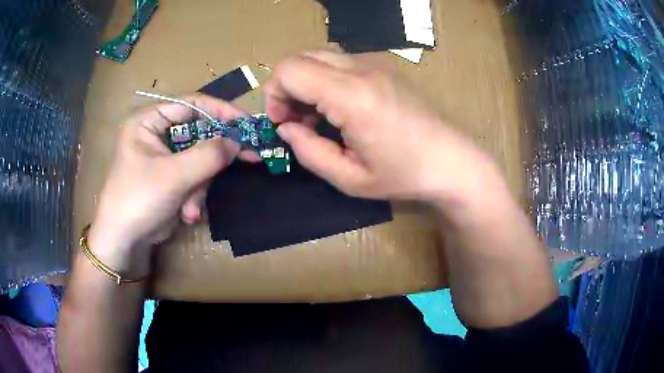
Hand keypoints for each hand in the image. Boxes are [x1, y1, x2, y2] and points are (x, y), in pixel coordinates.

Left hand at [88, 95, 252, 275]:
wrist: (124, 242)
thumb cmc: (139, 200)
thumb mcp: (173, 176)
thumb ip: (207, 156)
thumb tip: (238, 141)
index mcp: (149, 121)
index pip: (191, 105)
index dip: (221, 111)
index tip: (247, 123)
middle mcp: (157, 134)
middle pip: (199, 133)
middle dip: (212, 159)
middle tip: (248, 158)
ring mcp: (165, 157)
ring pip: (200, 160)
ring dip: (201, 186)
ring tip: (190, 207)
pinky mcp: (172, 177)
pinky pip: (196, 177)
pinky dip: (195, 196)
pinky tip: (186, 213)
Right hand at [264, 51, 501, 206]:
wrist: (452, 160)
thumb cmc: (404, 175)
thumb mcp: (350, 178)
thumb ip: (309, 152)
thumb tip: (286, 129)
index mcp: (352, 96)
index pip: (290, 70)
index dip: (274, 94)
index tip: (282, 122)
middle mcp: (361, 69)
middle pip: (301, 57)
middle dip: (287, 86)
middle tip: (296, 119)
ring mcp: (376, 63)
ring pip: (320, 56)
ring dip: (306, 82)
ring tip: (318, 115)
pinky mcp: (384, 66)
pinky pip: (340, 62)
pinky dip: (326, 79)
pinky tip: (339, 107)